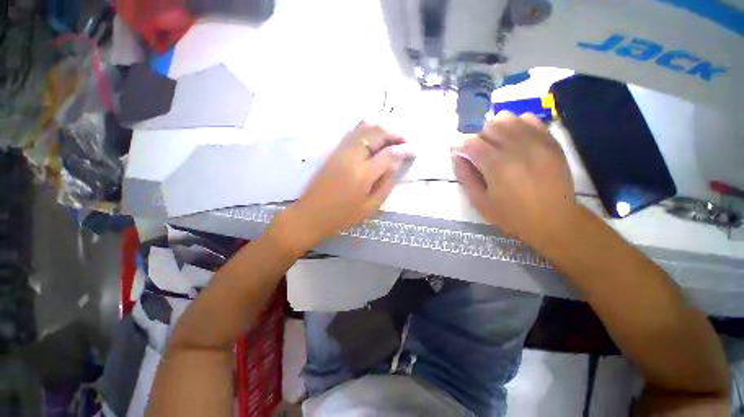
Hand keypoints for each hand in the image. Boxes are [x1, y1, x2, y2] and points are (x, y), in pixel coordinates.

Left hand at [277, 122, 410, 249]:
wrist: (311, 214)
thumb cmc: (342, 216)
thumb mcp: (370, 207)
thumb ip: (385, 185)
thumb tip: (395, 166)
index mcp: (363, 174)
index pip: (389, 153)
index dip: (404, 149)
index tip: (413, 150)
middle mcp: (352, 156)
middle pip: (377, 132)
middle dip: (395, 134)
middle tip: (405, 142)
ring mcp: (341, 150)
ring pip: (364, 127)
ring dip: (382, 129)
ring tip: (392, 139)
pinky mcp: (334, 151)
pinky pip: (354, 132)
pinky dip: (368, 130)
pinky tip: (374, 140)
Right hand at [452, 111, 578, 247]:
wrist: (554, 220)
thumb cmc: (512, 215)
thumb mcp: (480, 202)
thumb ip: (465, 176)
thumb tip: (456, 155)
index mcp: (498, 166)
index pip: (471, 143)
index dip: (460, 145)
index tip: (457, 151)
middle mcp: (517, 148)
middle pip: (489, 126)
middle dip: (478, 138)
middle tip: (478, 153)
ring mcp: (537, 142)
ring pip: (508, 118)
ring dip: (495, 129)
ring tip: (495, 145)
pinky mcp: (550, 142)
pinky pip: (529, 119)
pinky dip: (516, 125)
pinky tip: (514, 140)